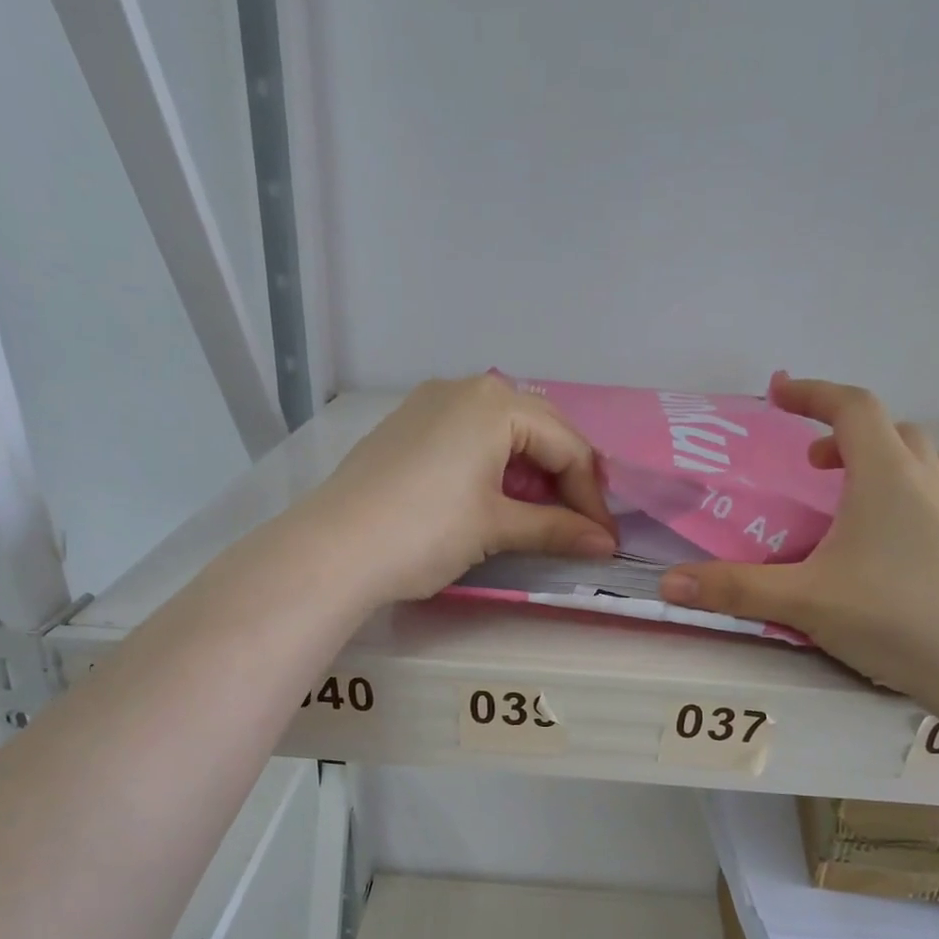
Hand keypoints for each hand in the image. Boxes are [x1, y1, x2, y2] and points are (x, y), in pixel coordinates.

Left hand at [309, 373, 618, 604]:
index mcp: (496, 402)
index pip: (567, 445)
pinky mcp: (406, 428)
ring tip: (540, 516)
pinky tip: (493, 499)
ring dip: (530, 472)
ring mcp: (429, 404)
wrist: (333, 550)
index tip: (604, 538)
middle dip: (565, 478)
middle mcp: (465, 388)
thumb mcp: (495, 528)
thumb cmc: (425, 531)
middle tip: (579, 524)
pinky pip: (468, 437)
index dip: (591, 496)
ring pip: (502, 432)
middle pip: (539, 429)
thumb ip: (555, 529)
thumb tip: (605, 544)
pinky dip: (494, 467)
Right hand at [660, 375, 938, 698]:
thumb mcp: (800, 600)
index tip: (779, 392)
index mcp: (885, 478)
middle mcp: (931, 484)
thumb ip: (732, 589)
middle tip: (816, 468)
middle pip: (895, 433)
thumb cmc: (890, 615)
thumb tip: (668, 583)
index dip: (813, 394)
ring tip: (874, 494)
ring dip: (904, 464)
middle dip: (850, 437)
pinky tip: (926, 538)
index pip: (851, 409)